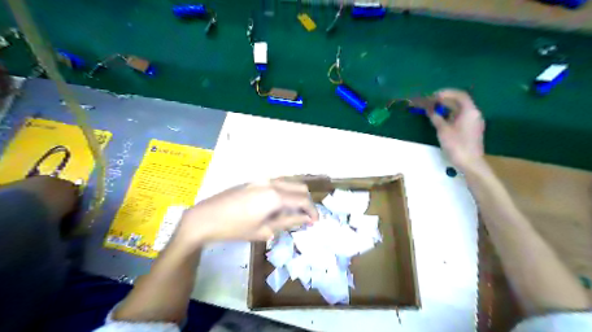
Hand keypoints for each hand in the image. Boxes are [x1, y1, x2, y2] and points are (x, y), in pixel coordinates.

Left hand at [173, 179, 316, 245]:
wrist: (205, 218)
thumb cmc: (235, 228)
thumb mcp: (264, 230)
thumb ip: (288, 222)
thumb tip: (306, 220)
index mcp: (276, 196)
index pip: (303, 200)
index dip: (312, 211)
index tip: (315, 222)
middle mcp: (272, 182)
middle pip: (300, 187)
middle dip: (306, 202)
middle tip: (306, 217)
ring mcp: (262, 179)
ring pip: (289, 183)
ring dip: (296, 195)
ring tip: (293, 212)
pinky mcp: (255, 180)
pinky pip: (278, 183)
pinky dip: (285, 192)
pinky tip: (279, 205)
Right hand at [431, 88, 484, 170]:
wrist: (470, 163)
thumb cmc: (456, 145)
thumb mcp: (443, 130)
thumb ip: (436, 117)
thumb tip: (429, 109)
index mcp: (470, 111)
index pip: (459, 95)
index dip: (446, 93)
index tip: (433, 95)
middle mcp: (474, 113)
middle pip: (460, 101)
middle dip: (445, 100)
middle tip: (431, 102)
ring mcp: (474, 121)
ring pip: (460, 109)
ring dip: (447, 107)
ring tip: (433, 109)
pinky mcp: (471, 128)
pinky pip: (461, 116)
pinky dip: (451, 114)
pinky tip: (441, 118)